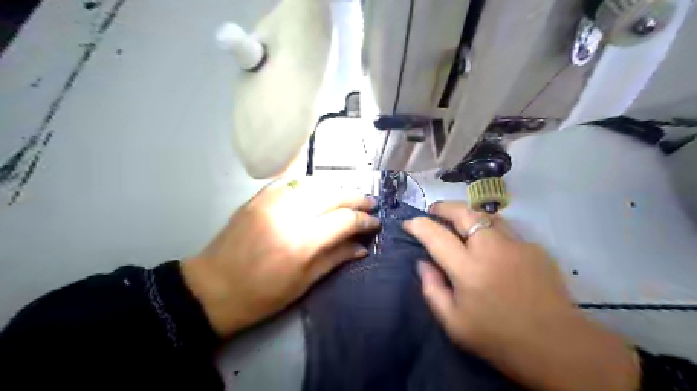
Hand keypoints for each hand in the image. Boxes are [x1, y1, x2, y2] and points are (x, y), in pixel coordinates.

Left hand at [178, 179, 375, 337]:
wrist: (213, 287)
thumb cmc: (262, 295)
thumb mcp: (304, 283)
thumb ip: (336, 258)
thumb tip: (362, 246)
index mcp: (302, 241)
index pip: (343, 220)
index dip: (364, 220)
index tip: (375, 222)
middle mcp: (289, 214)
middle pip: (332, 195)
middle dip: (356, 197)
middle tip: (370, 202)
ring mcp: (271, 201)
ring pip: (314, 183)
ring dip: (336, 188)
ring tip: (349, 196)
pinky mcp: (258, 197)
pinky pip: (291, 180)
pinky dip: (311, 183)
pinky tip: (320, 189)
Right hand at [403, 203, 634, 389]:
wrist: (557, 346)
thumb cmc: (498, 338)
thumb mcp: (453, 323)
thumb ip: (432, 289)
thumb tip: (423, 263)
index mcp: (468, 270)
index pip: (436, 235)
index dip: (419, 225)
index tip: (409, 223)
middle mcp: (491, 249)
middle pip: (463, 212)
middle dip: (443, 206)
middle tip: (433, 211)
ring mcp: (516, 245)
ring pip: (486, 216)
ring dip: (468, 214)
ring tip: (459, 222)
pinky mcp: (535, 248)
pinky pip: (505, 230)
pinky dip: (490, 231)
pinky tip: (490, 246)